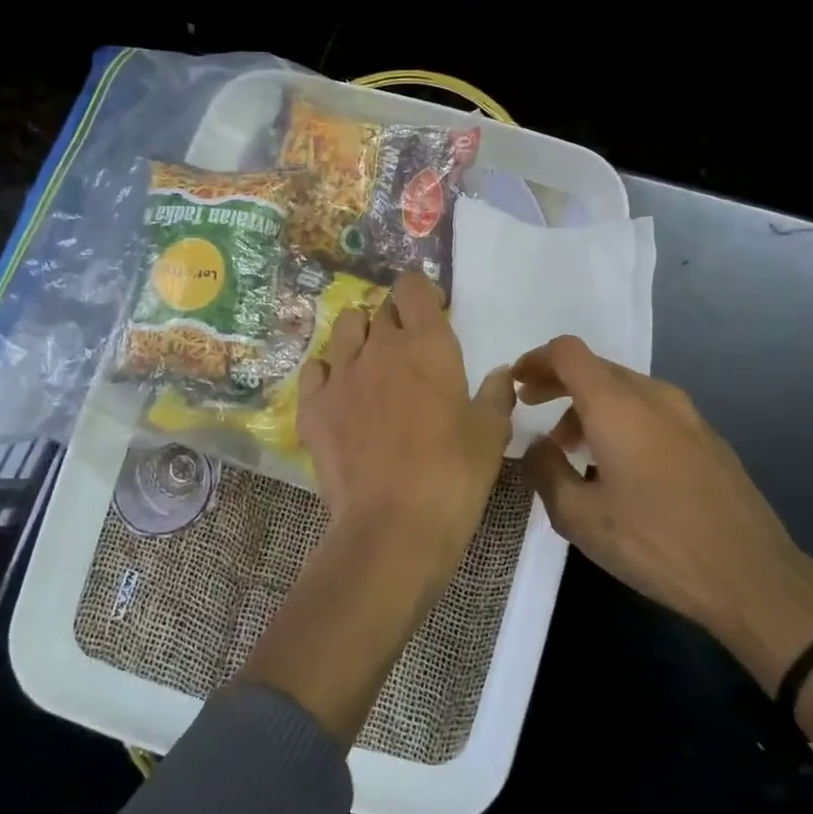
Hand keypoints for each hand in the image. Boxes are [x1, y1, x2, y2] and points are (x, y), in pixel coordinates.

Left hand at [241, 272, 513, 745]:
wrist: (393, 526)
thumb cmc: (454, 474)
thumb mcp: (491, 434)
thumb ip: (496, 395)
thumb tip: (499, 375)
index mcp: (427, 343)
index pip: (413, 287)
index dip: (422, 291)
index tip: (433, 311)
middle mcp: (380, 346)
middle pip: (380, 307)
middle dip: (395, 317)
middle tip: (408, 348)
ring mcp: (340, 374)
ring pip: (344, 328)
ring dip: (359, 335)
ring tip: (371, 363)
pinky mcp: (312, 406)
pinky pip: (314, 369)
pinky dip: (327, 372)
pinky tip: (339, 393)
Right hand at [513, 335, 812, 691]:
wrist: (752, 576)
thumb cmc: (656, 543)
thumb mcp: (580, 518)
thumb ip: (545, 472)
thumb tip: (535, 446)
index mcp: (617, 405)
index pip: (567, 353)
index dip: (536, 360)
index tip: (517, 383)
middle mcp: (653, 396)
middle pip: (596, 369)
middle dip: (559, 385)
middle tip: (534, 411)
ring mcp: (687, 414)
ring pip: (625, 390)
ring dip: (590, 407)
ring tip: (573, 451)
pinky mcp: (707, 437)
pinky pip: (651, 411)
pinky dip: (622, 421)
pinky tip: (618, 467)